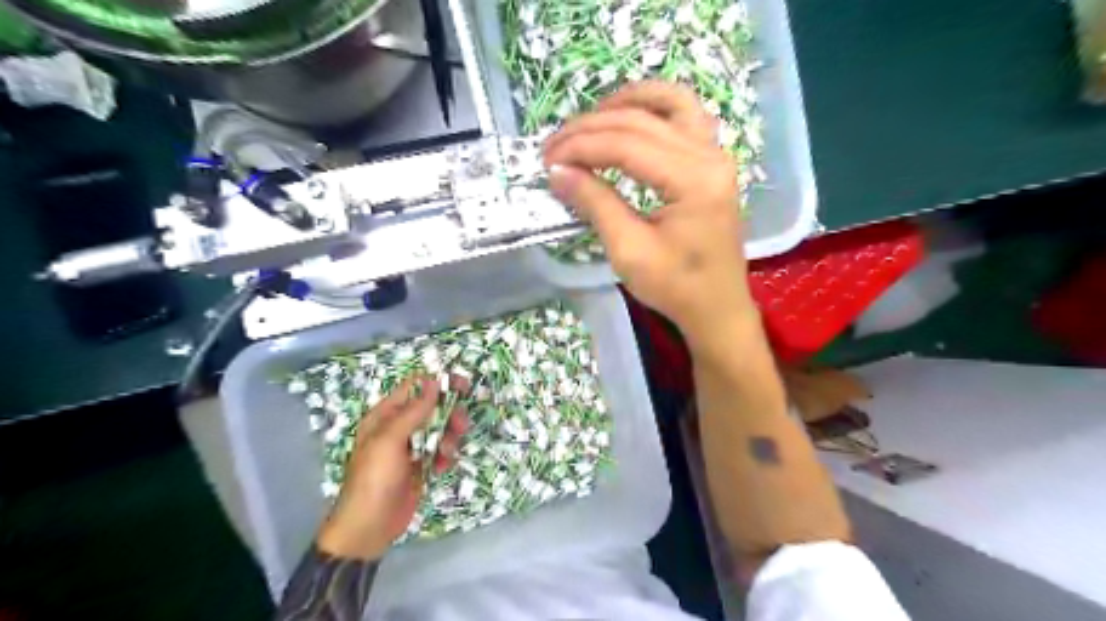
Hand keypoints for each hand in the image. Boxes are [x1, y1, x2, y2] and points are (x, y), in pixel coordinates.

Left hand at [314, 376, 463, 559]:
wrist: (370, 527)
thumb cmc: (374, 478)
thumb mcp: (391, 440)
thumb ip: (414, 411)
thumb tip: (432, 381)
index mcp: (385, 416)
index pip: (414, 388)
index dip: (438, 383)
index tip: (462, 385)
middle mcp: (399, 428)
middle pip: (432, 408)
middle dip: (449, 415)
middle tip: (461, 425)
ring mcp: (411, 447)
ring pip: (440, 430)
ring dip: (449, 438)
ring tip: (446, 453)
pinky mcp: (421, 466)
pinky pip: (440, 451)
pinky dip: (445, 457)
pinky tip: (441, 469)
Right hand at [545, 81, 757, 341]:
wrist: (716, 307)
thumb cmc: (675, 287)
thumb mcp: (629, 251)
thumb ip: (595, 204)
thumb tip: (557, 172)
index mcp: (694, 180)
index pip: (627, 144)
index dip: (581, 146)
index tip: (547, 159)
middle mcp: (710, 155)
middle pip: (642, 121)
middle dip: (591, 128)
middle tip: (554, 146)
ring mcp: (716, 154)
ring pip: (669, 104)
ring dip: (625, 104)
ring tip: (588, 120)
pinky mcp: (713, 162)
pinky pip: (685, 116)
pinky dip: (654, 108)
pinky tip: (629, 116)